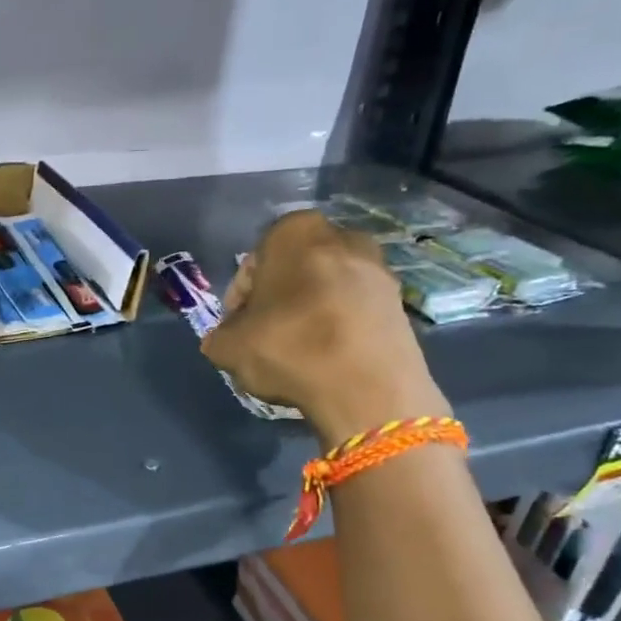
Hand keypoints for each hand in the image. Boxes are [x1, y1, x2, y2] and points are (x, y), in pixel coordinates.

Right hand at [201, 210, 449, 440]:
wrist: (368, 387)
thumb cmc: (289, 348)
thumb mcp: (227, 347)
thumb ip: (221, 335)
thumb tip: (228, 337)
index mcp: (294, 233)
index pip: (253, 263)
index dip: (239, 299)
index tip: (236, 328)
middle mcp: (341, 236)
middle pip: (295, 271)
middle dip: (279, 300)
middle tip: (265, 336)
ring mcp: (378, 268)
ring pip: (327, 289)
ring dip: (311, 313)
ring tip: (298, 351)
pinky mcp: (400, 302)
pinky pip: (355, 310)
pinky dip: (339, 328)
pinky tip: (327, 359)